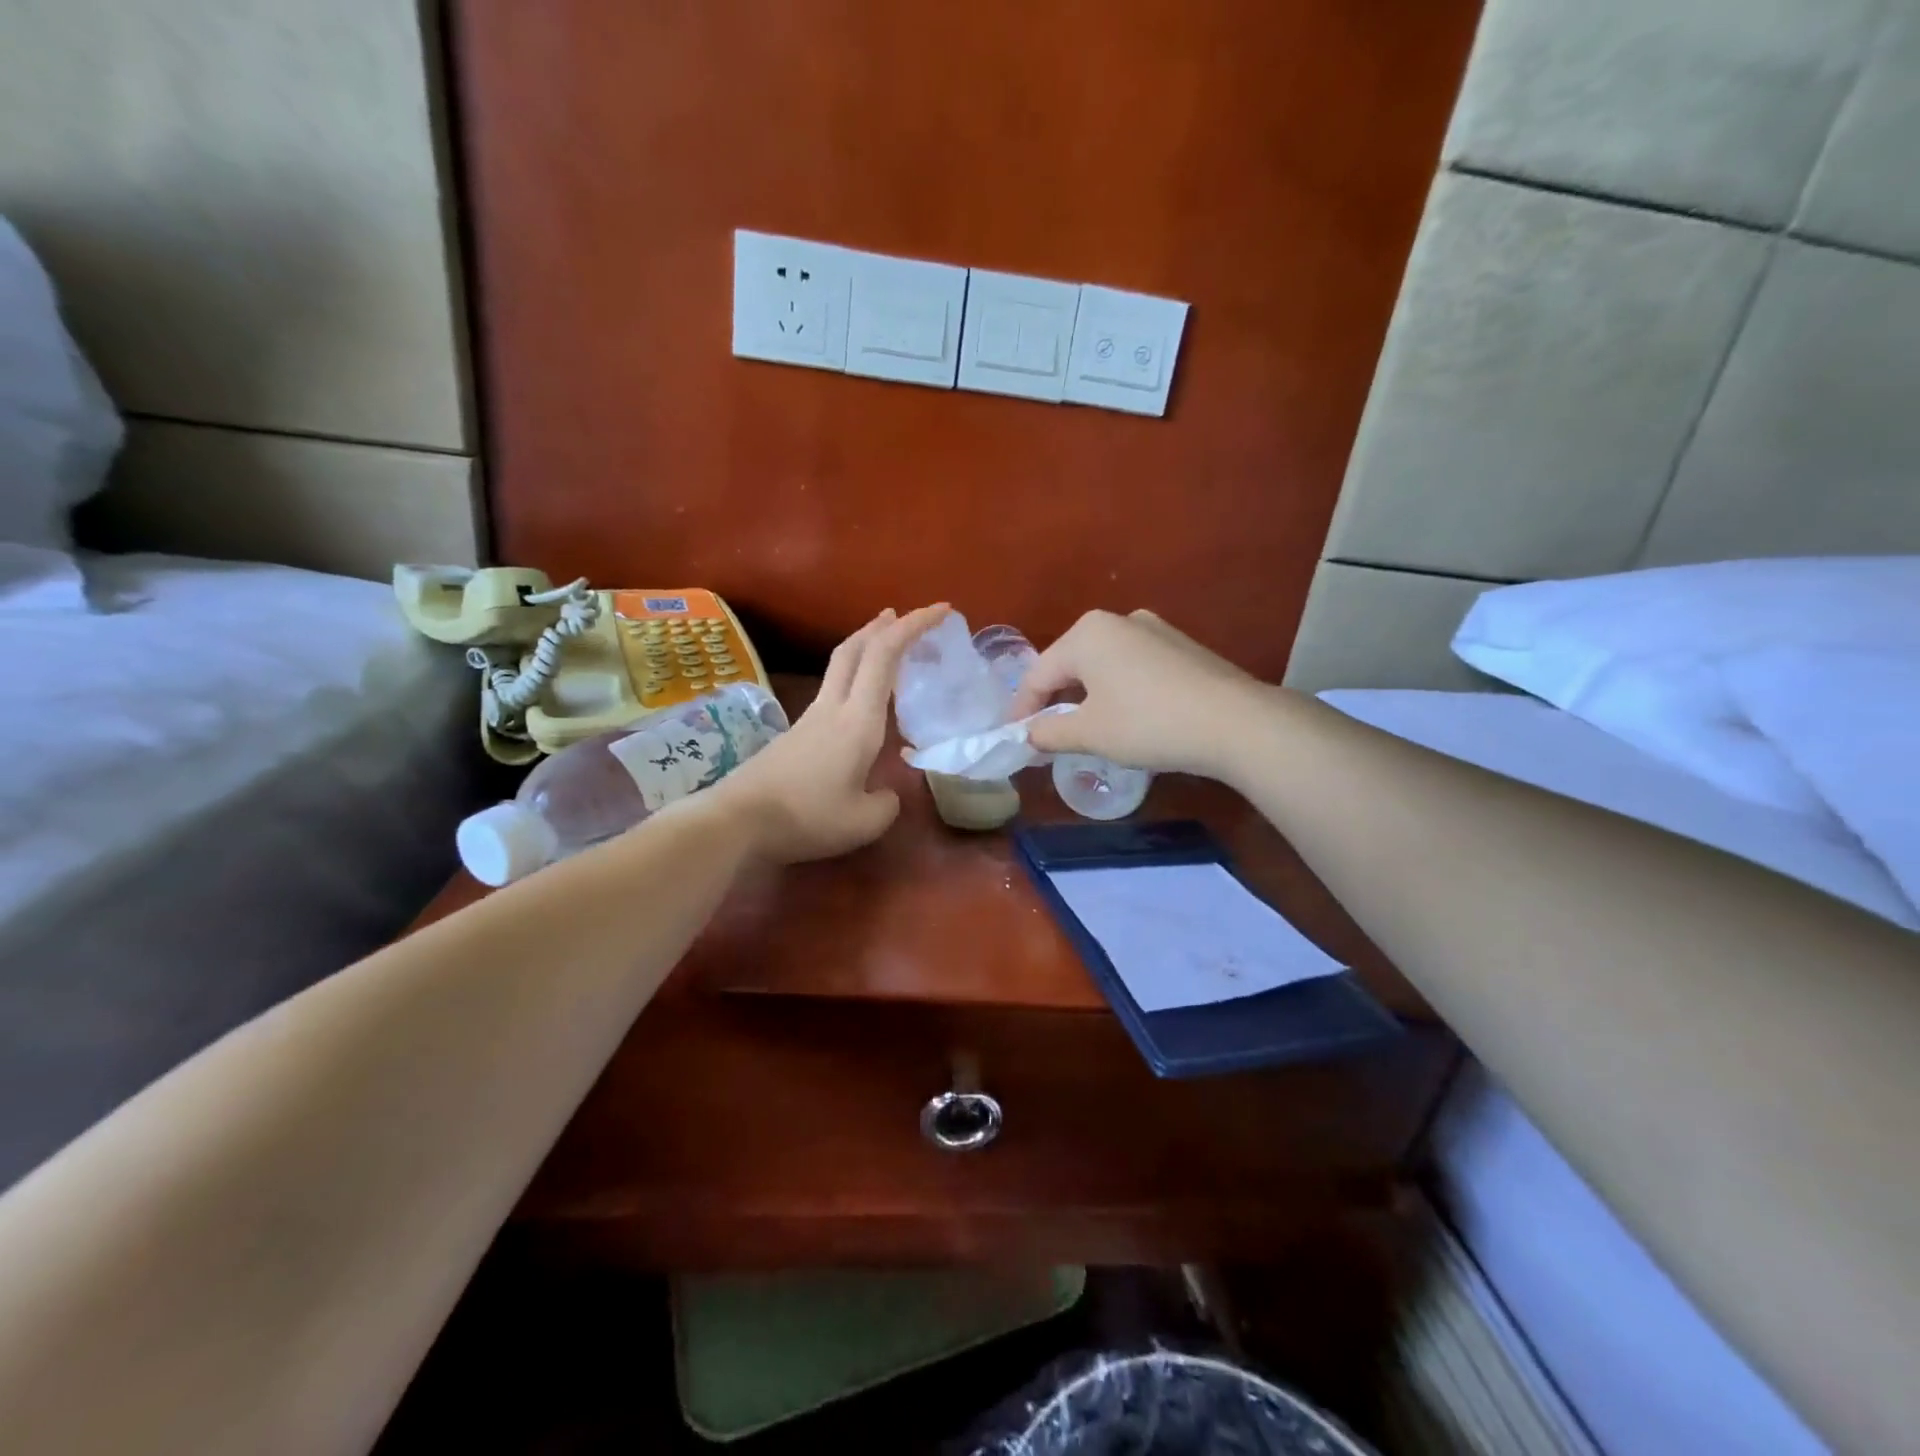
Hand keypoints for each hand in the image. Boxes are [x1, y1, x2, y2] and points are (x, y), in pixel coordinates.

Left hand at [707, 605, 949, 862]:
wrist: (737, 822)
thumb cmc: (806, 817)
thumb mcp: (863, 822)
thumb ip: (886, 804)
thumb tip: (886, 794)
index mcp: (857, 720)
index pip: (885, 656)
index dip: (913, 625)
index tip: (940, 611)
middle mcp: (832, 708)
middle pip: (854, 648)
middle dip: (882, 626)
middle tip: (902, 617)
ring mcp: (809, 719)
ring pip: (840, 667)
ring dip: (865, 650)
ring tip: (884, 651)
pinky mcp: (794, 735)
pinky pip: (831, 692)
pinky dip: (853, 680)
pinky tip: (858, 703)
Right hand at [1010, 609, 1266, 777]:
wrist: (1236, 722)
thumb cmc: (1149, 724)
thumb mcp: (1090, 733)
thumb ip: (1048, 733)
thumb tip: (1027, 736)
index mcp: (1087, 633)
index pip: (1038, 674)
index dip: (1023, 709)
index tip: (1014, 738)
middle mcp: (1117, 621)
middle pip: (1070, 665)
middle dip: (1054, 701)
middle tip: (1045, 735)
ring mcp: (1154, 630)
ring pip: (1102, 665)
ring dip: (1086, 696)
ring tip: (1083, 729)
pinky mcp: (1181, 647)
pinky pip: (1132, 667)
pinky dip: (1117, 691)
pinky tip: (1126, 717)